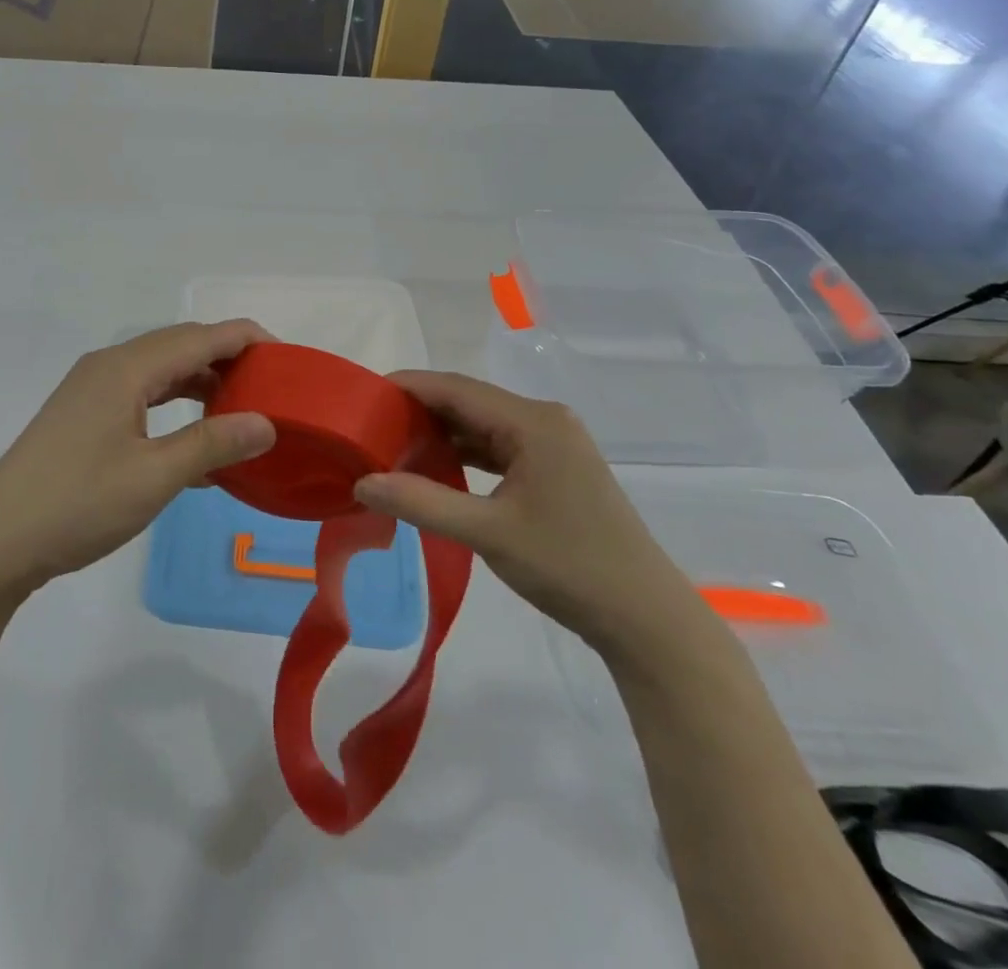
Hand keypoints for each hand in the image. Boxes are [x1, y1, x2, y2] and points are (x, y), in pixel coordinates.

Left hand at [0, 321, 276, 599]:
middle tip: (271, 386)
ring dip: (202, 382)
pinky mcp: (84, 416)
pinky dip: (175, 406)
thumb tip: (266, 423)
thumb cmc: (77, 505)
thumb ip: (212, 445)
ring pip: (161, 371)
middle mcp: (109, 367)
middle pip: (180, 346)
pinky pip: (142, 395)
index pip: (200, 336)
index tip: (288, 360)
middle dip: (228, 358)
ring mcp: (92, 390)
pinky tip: (196, 441)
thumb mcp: (153, 477)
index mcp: (126, 369)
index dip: (247, 339)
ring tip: (242, 409)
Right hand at [355, 372, 696, 648]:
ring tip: (392, 447)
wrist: (645, 618)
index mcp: (533, 421)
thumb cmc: (569, 566)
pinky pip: (498, 447)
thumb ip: (422, 502)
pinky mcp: (554, 468)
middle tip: (370, 427)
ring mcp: (552, 444)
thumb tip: (362, 483)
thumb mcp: (489, 533)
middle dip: (418, 412)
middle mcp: (544, 420)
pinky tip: (435, 468)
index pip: (455, 388)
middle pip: (468, 402)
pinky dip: (464, 455)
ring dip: (440, 434)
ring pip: (482, 425)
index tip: (362, 397)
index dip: (407, 387)